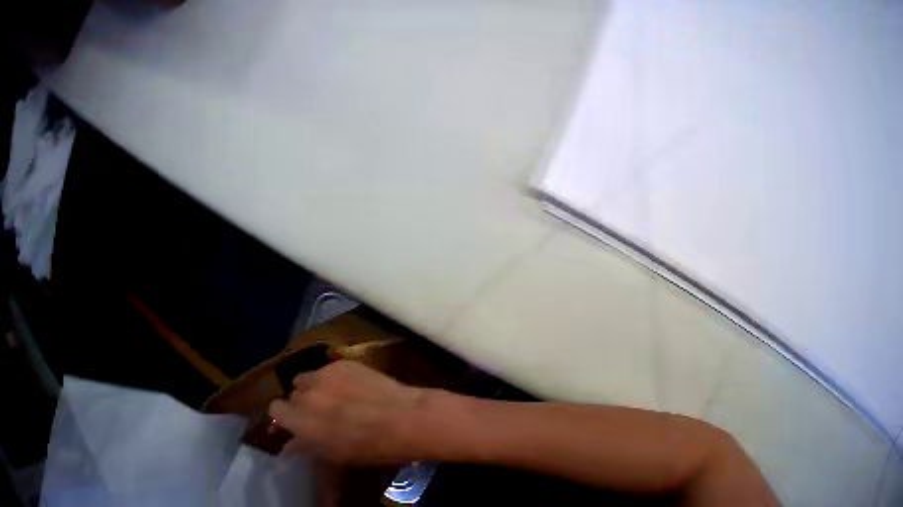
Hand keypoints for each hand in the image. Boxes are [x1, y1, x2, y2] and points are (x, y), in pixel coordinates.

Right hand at [269, 360, 426, 463]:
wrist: (404, 420)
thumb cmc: (370, 448)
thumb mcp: (334, 455)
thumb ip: (306, 446)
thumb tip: (289, 446)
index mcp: (299, 420)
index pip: (276, 409)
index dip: (286, 416)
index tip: (297, 423)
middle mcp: (305, 393)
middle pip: (293, 393)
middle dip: (303, 403)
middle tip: (322, 414)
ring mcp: (323, 374)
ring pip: (308, 378)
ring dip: (315, 388)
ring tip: (336, 398)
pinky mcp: (342, 363)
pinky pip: (328, 369)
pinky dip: (334, 378)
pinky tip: (355, 388)